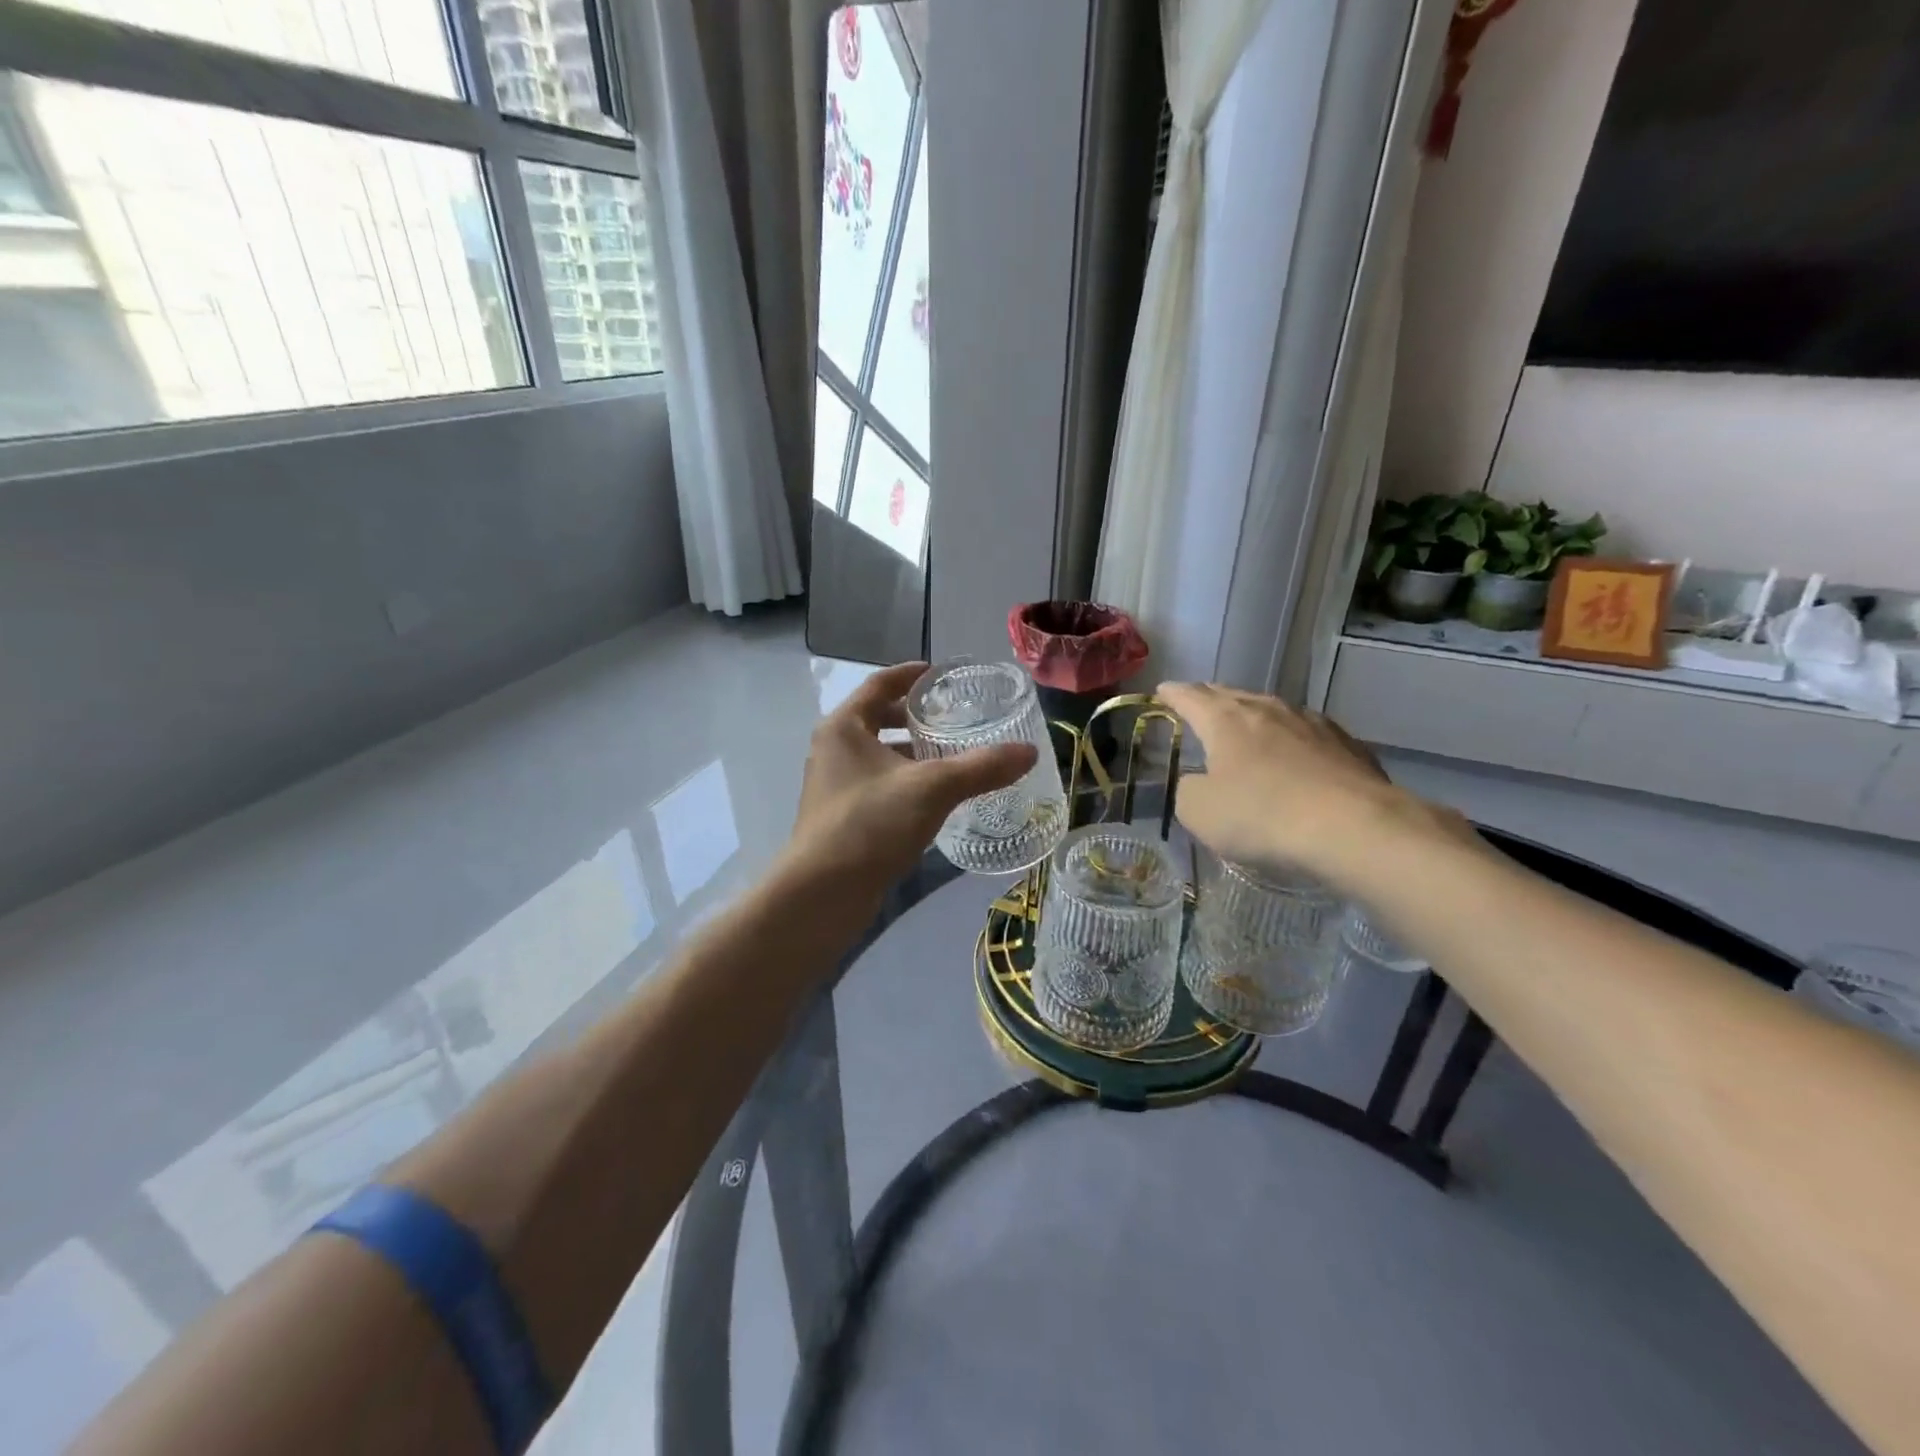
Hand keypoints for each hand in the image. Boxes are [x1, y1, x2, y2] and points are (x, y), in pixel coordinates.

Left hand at [783, 661, 1036, 896]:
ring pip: (879, 756)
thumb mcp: (932, 788)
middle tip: (954, 718)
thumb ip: (981, 767)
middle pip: (877, 719)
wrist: (822, 894)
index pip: (879, 684)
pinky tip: (936, 797)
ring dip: (912, 753)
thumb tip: (1029, 752)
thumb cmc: (870, 824)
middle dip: (915, 717)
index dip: (910, 675)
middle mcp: (833, 749)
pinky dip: (906, 781)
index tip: (940, 674)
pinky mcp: (841, 817)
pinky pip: (879, 785)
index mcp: (844, 727)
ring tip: (953, 757)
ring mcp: (834, 785)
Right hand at [1157, 683, 1462, 886]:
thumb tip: (1199, 782)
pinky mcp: (1348, 745)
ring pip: (1272, 711)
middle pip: (1232, 695)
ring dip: (1254, 718)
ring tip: (1246, 729)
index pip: (1190, 696)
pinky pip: (1307, 734)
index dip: (1173, 693)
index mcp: (1225, 720)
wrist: (1354, 828)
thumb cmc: (1262, 815)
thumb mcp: (1199, 812)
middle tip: (1199, 704)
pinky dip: (1291, 740)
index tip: (1162, 690)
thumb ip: (1188, 790)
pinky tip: (1295, 757)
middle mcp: (1268, 710)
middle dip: (1211, 699)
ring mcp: (1312, 723)